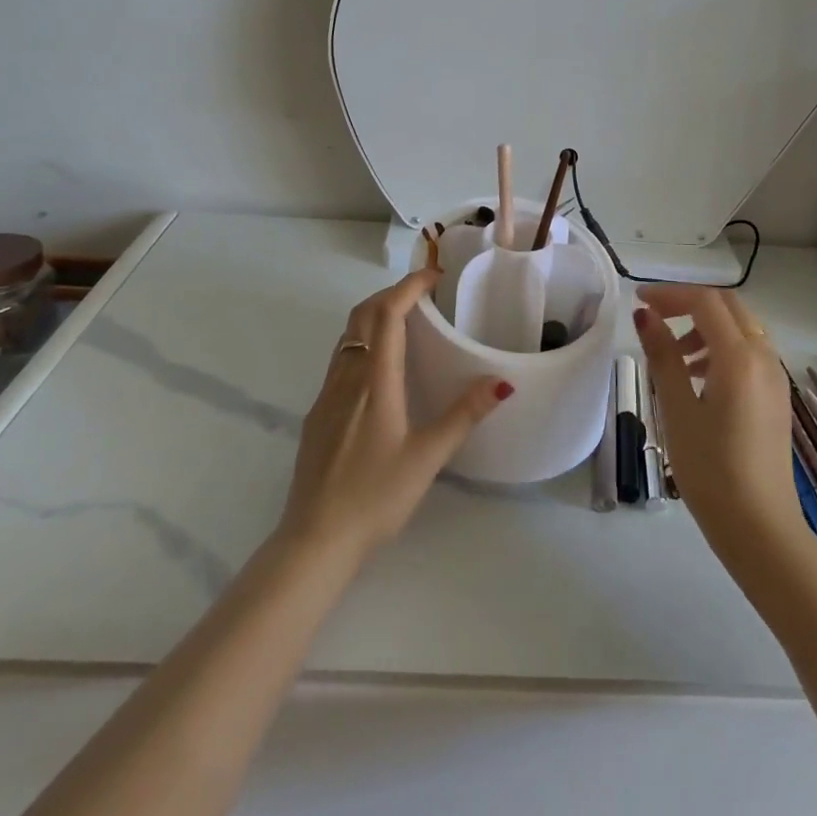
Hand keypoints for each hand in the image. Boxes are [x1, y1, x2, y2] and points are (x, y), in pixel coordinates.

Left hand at [279, 269, 511, 563]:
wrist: (314, 539)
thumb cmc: (375, 496)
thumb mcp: (427, 457)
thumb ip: (464, 415)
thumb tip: (502, 381)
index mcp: (375, 380)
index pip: (388, 313)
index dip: (409, 286)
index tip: (435, 275)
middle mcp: (347, 376)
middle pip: (363, 315)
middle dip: (391, 293)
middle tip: (424, 295)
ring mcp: (326, 394)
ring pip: (348, 335)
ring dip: (374, 316)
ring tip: (406, 323)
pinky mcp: (317, 413)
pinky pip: (340, 359)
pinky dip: (362, 342)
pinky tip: (379, 369)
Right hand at [633, 286, 800, 559]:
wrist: (761, 529)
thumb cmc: (711, 470)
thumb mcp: (677, 409)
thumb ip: (663, 355)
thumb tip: (644, 315)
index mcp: (740, 357)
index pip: (704, 302)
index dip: (669, 294)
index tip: (638, 300)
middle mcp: (764, 357)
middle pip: (728, 306)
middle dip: (689, 303)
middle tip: (654, 316)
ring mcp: (776, 377)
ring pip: (742, 327)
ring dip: (706, 326)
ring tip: (675, 355)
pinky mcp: (777, 396)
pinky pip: (750, 351)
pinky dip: (722, 347)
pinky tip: (698, 377)